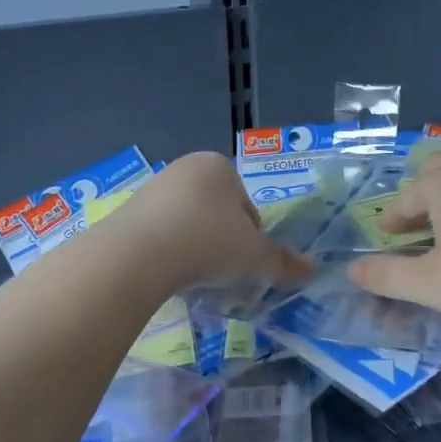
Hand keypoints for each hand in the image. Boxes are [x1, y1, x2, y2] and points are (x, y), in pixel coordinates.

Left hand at [102, 152, 312, 293]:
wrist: (138, 253)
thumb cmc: (207, 241)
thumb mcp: (253, 255)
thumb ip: (282, 261)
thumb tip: (311, 270)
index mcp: (219, 166)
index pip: (247, 206)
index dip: (251, 237)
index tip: (243, 261)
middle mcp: (185, 167)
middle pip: (217, 212)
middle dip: (221, 240)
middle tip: (220, 270)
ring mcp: (153, 187)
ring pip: (188, 222)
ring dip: (194, 246)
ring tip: (193, 275)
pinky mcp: (128, 210)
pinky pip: (160, 232)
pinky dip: (168, 250)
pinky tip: (167, 272)